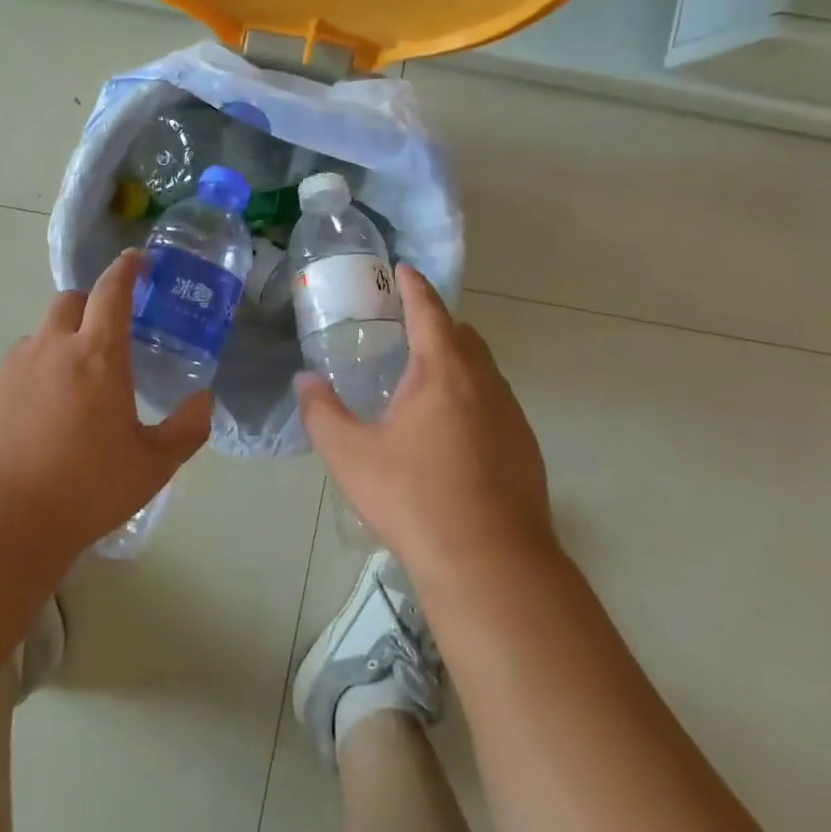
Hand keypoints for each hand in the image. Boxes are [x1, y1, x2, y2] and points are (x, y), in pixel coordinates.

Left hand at [0, 250, 211, 563]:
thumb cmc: (84, 489)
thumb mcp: (151, 467)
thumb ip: (186, 430)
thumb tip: (204, 400)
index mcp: (97, 355)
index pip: (112, 291)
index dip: (126, 269)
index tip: (136, 260)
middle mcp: (50, 348)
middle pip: (68, 303)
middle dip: (88, 307)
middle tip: (102, 339)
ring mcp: (9, 368)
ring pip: (37, 340)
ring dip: (56, 350)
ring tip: (65, 397)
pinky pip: (10, 372)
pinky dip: (27, 383)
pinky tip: (29, 425)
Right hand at [296, 266, 558, 586]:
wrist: (490, 562)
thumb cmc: (414, 499)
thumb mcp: (350, 456)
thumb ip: (321, 413)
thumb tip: (305, 381)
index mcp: (442, 371)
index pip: (429, 310)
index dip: (413, 286)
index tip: (403, 269)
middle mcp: (483, 381)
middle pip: (462, 335)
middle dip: (436, 323)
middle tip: (406, 330)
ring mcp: (511, 414)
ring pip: (483, 369)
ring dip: (457, 360)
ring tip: (426, 381)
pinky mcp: (525, 445)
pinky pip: (496, 402)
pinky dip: (473, 395)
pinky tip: (453, 431)